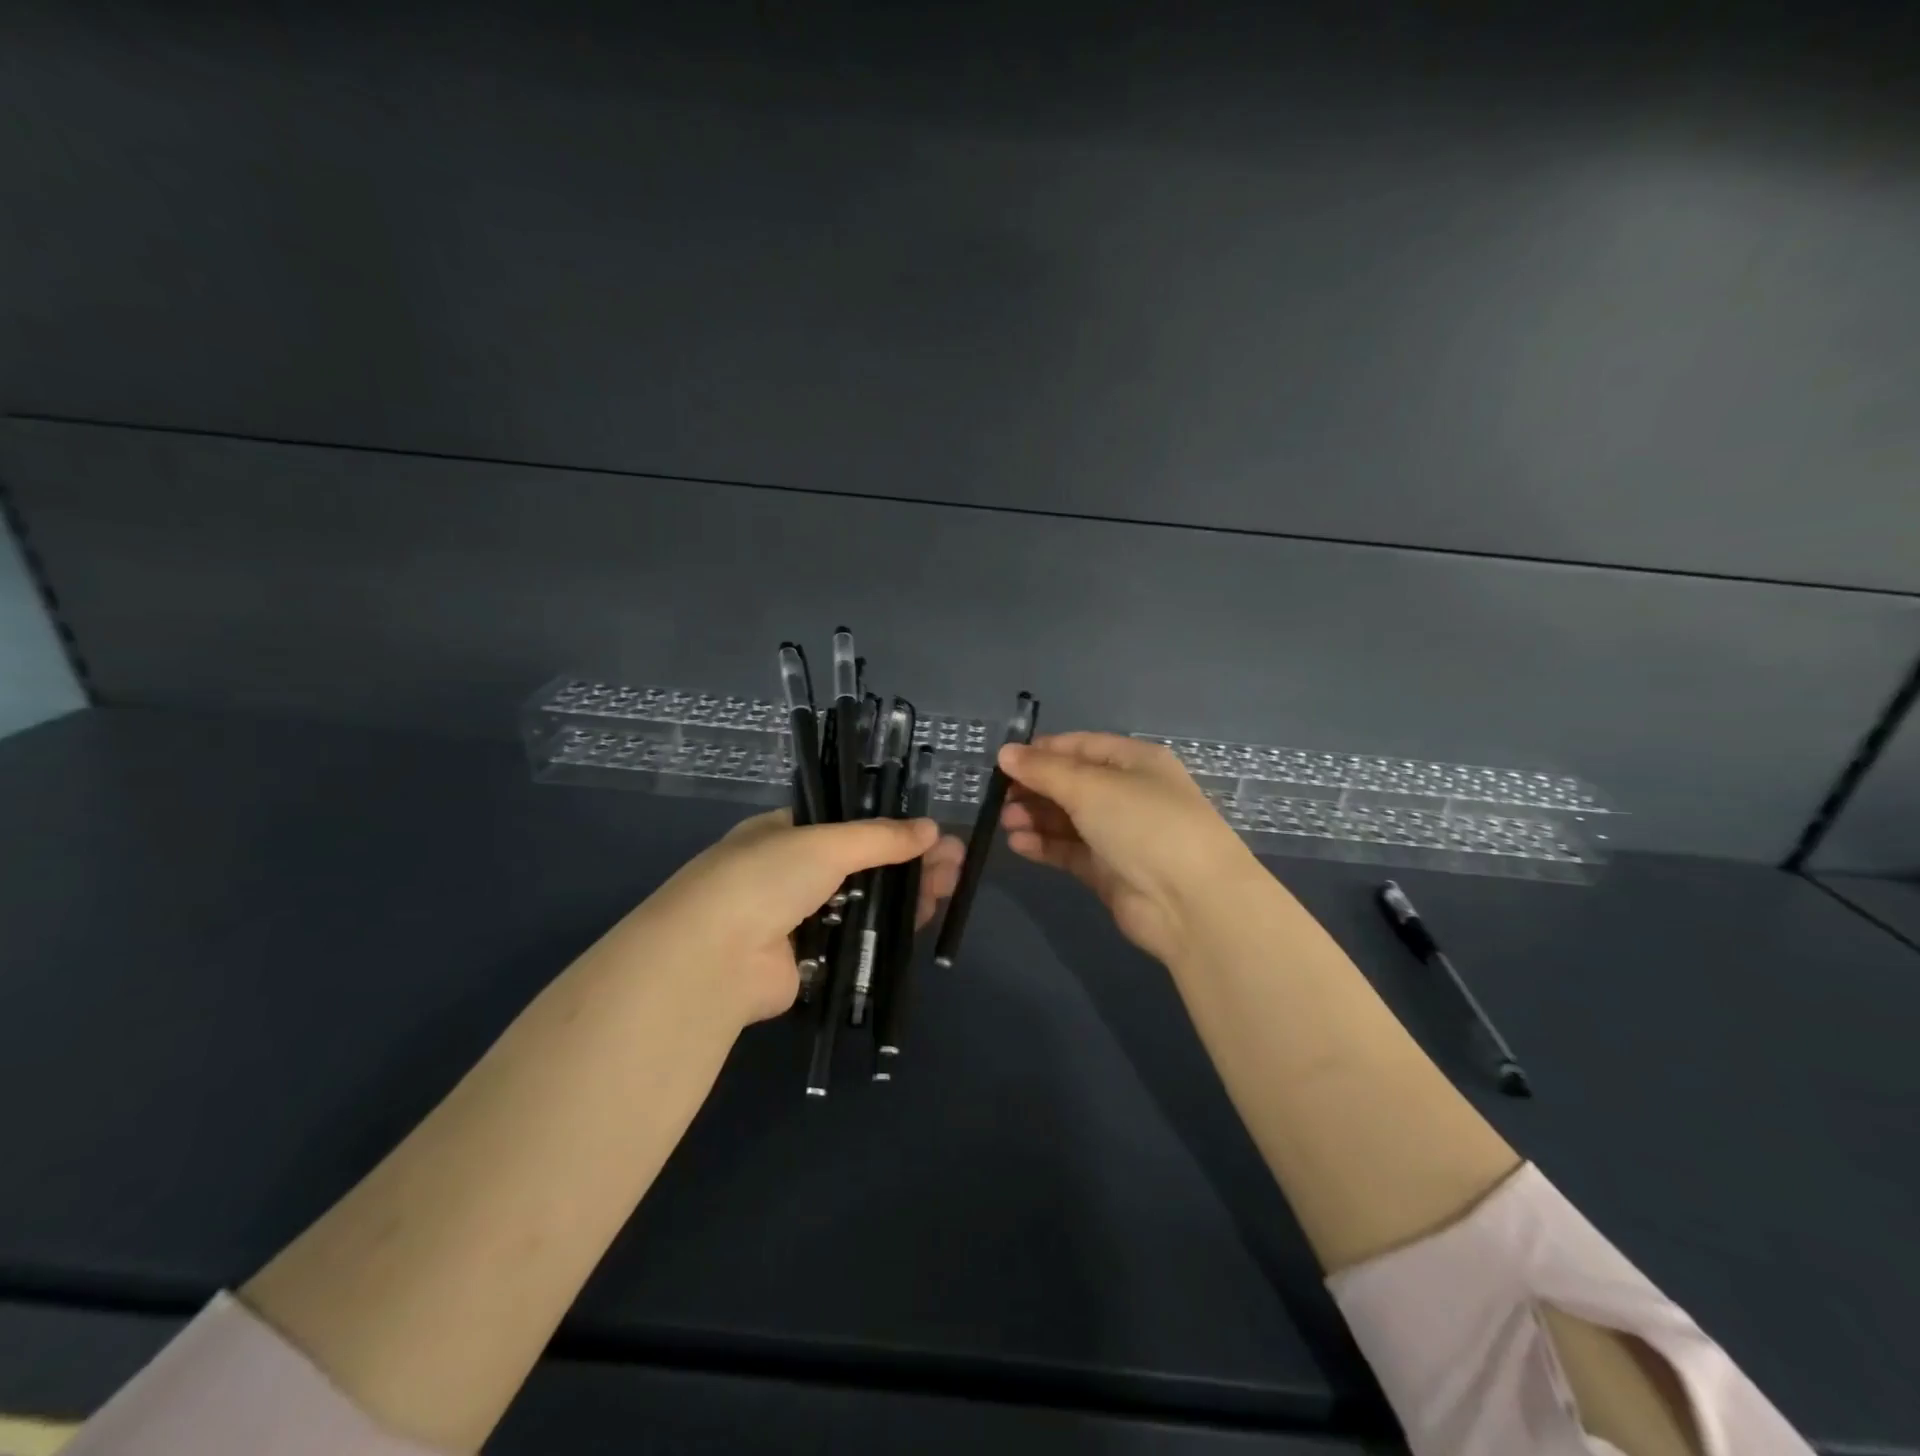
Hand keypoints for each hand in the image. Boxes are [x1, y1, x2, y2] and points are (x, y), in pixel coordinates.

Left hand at [617, 810, 965, 1026]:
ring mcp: (799, 919)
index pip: (845, 825)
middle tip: (955, 863)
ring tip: (952, 887)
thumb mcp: (825, 843)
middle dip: (909, 861)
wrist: (714, 959)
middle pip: (863, 864)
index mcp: (783, 834)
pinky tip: (925, 920)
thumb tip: (931, 829)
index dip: (889, 828)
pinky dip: (889, 931)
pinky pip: (858, 941)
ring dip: (907, 894)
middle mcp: (790, 874)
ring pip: (865, 903)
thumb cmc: (765, 880)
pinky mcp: (810, 961)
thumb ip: (880, 837)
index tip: (930, 833)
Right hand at [998, 733, 1260, 964]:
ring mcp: (1119, 834)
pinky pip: (1069, 850)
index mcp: (1134, 761)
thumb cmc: (1144, 825)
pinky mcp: (1108, 870)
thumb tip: (1005, 753)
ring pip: (1067, 819)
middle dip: (1034, 788)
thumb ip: (1044, 770)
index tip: (1003, 762)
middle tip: (999, 798)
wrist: (1190, 902)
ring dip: (1035, 817)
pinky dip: (1044, 845)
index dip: (1041, 752)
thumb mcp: (1091, 787)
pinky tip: (1018, 844)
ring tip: (1004, 822)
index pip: (1080, 746)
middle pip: (1071, 783)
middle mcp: (1128, 793)